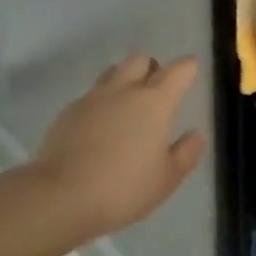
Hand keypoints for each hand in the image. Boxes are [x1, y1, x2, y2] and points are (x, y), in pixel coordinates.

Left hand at [31, 54, 204, 241]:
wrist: (60, 196)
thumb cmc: (123, 188)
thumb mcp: (167, 179)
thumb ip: (186, 153)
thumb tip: (195, 134)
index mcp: (155, 101)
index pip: (179, 69)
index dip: (188, 68)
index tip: (191, 74)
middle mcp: (125, 89)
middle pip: (141, 59)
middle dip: (152, 68)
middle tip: (155, 93)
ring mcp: (93, 97)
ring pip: (113, 72)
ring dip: (124, 80)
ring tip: (126, 108)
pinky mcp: (69, 110)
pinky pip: (91, 95)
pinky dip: (101, 104)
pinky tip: (98, 129)